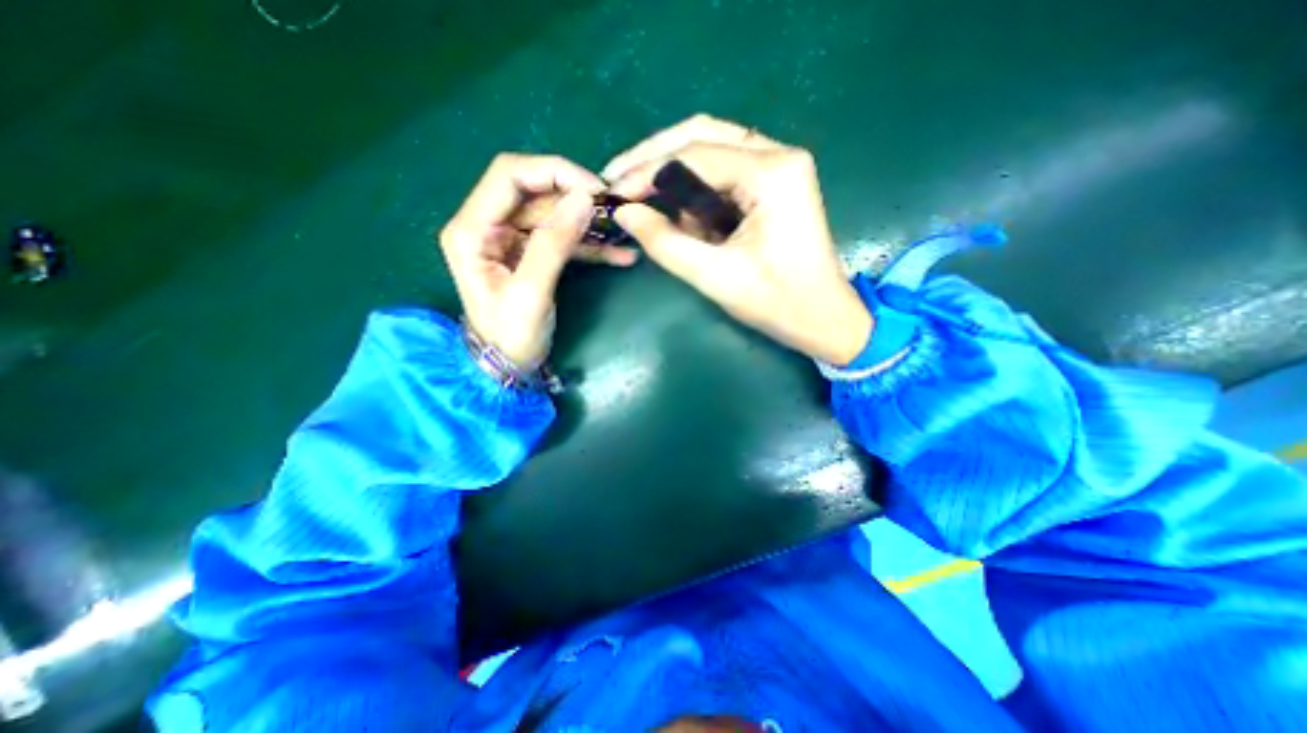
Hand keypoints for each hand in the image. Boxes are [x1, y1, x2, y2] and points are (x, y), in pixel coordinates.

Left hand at [441, 155, 642, 367]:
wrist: (508, 366)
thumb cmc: (511, 336)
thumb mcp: (531, 292)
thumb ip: (554, 243)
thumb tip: (584, 199)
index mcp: (472, 229)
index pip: (510, 175)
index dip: (553, 172)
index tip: (595, 190)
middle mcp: (488, 226)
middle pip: (535, 192)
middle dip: (576, 197)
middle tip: (614, 210)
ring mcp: (511, 240)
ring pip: (554, 215)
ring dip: (589, 223)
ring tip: (623, 233)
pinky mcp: (532, 255)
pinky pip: (563, 240)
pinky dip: (590, 246)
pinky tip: (620, 255)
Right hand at [608, 115, 870, 362]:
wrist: (824, 319)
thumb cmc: (778, 303)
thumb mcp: (716, 277)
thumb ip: (665, 243)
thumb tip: (624, 214)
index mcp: (771, 173)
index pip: (693, 156)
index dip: (646, 172)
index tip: (613, 193)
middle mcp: (778, 155)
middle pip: (702, 135)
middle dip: (655, 158)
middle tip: (619, 180)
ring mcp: (779, 167)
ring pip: (711, 150)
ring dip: (674, 175)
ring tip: (643, 201)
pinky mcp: (774, 185)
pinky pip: (723, 173)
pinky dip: (695, 191)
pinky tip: (679, 214)